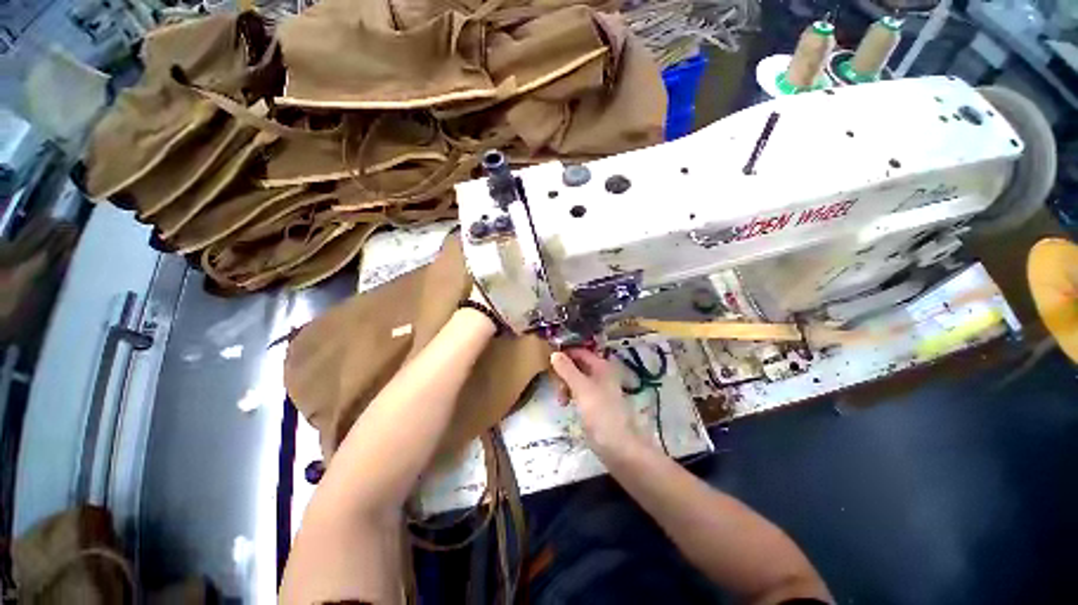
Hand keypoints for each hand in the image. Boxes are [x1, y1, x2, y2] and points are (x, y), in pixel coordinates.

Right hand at [550, 349, 649, 456]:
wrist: (619, 447)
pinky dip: (570, 395)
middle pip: (576, 365)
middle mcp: (600, 374)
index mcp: (601, 365)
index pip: (579, 352)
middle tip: (556, 386)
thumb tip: (554, 353)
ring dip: (565, 386)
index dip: (565, 354)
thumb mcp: (582, 388)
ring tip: (561, 401)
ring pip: (575, 379)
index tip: (548, 362)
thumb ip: (567, 370)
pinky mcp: (594, 404)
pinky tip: (566, 405)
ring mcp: (598, 389)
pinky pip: (578, 392)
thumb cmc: (601, 414)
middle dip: (563, 373)